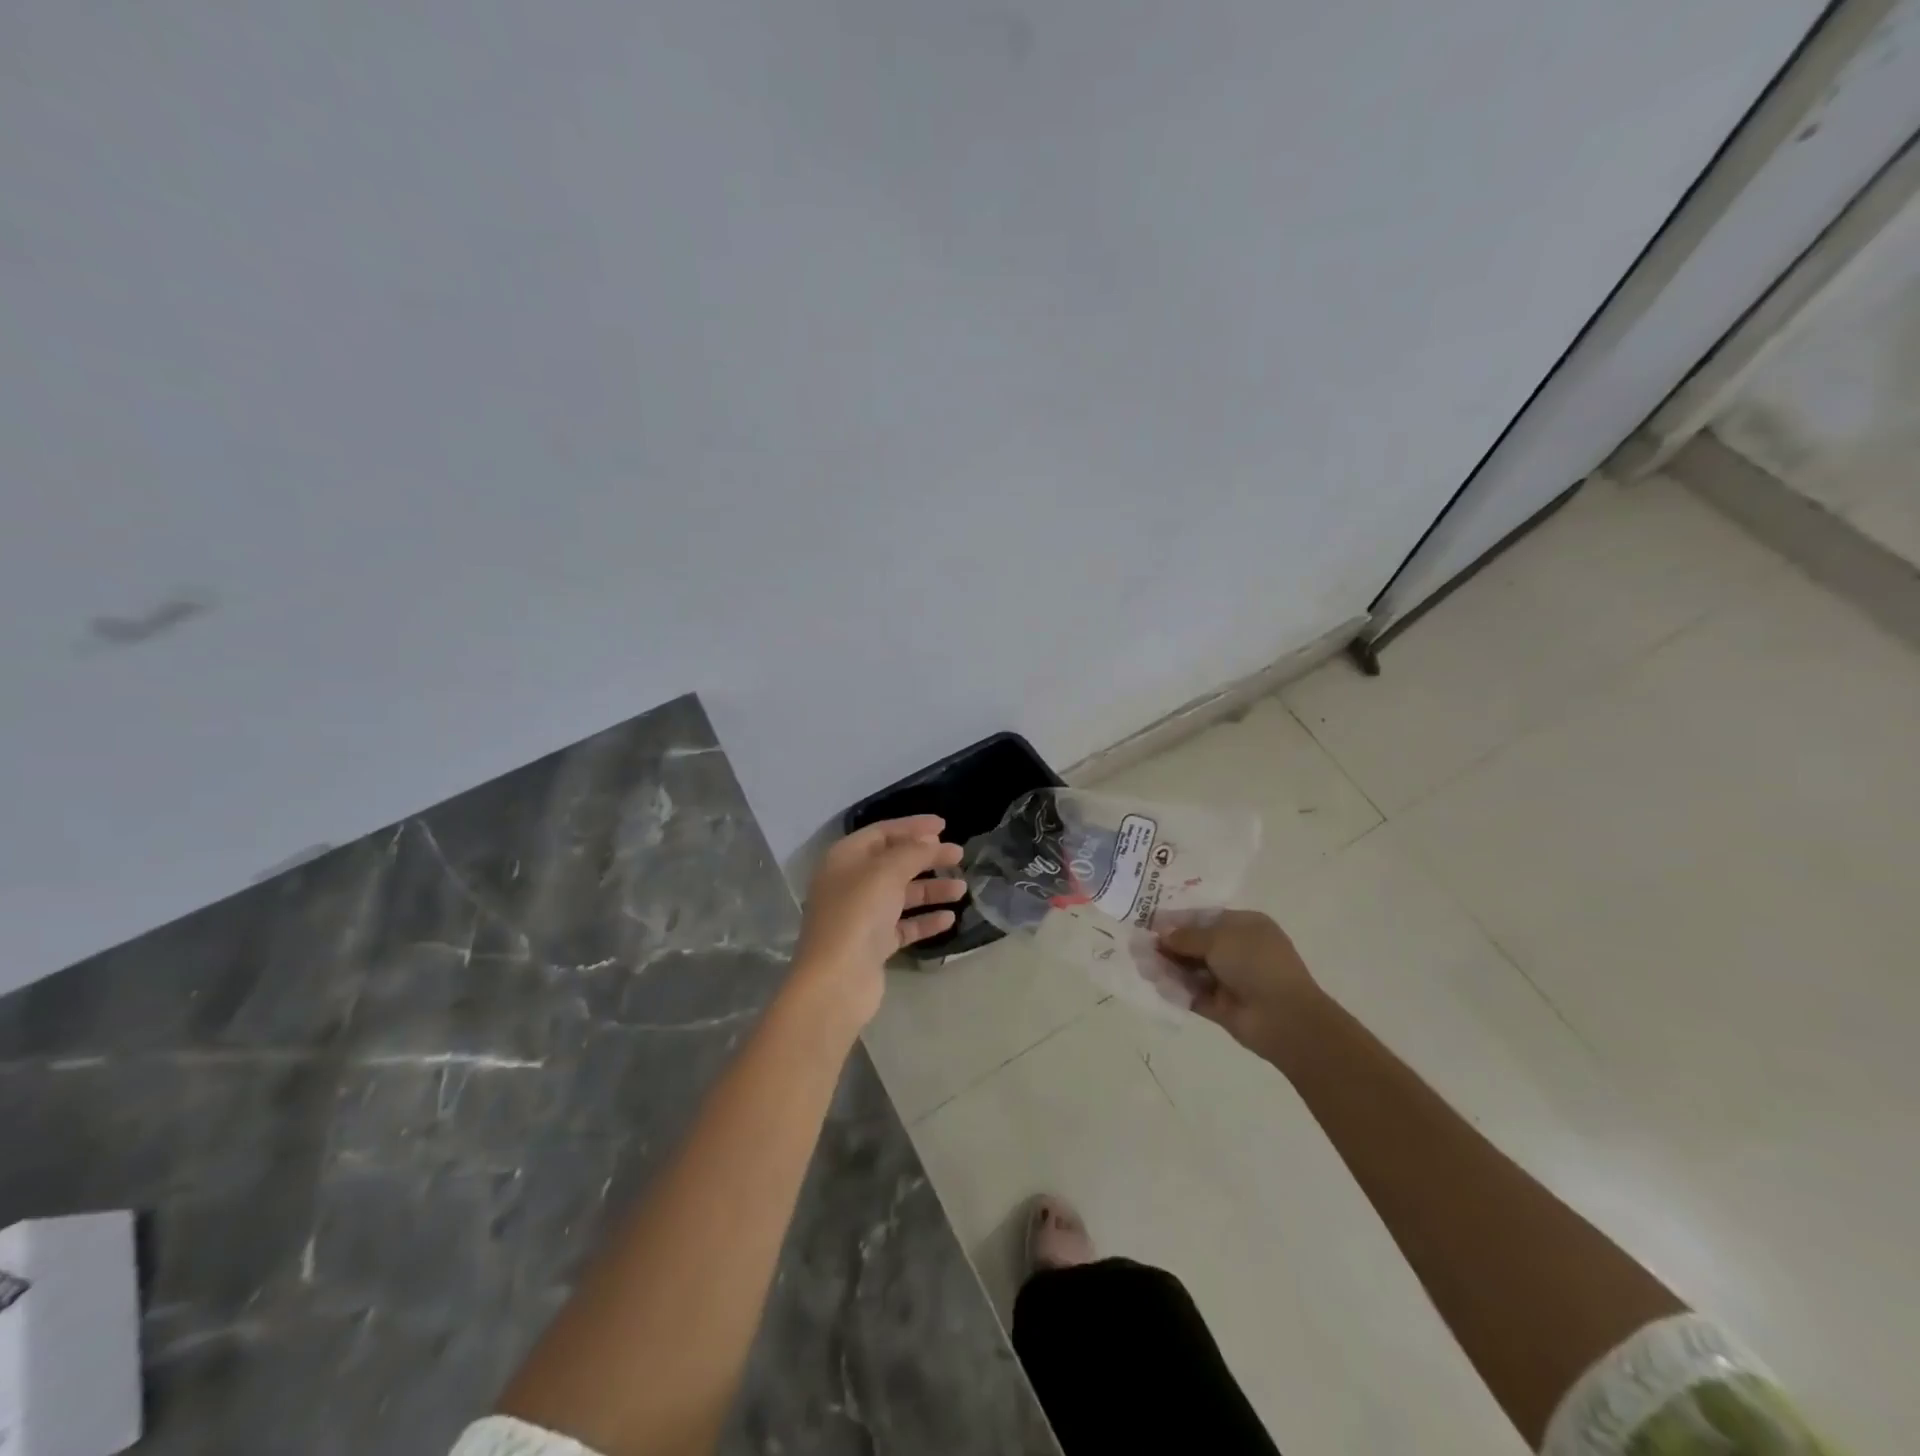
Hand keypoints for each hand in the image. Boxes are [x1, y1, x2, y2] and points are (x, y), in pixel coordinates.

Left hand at [791, 816, 965, 1028]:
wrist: (836, 981)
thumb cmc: (857, 915)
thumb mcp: (886, 872)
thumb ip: (912, 852)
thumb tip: (930, 842)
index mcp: (845, 859)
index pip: (882, 832)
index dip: (912, 827)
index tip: (944, 826)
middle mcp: (851, 883)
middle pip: (894, 863)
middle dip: (926, 858)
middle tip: (959, 855)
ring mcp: (861, 916)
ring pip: (902, 895)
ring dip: (931, 889)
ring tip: (962, 888)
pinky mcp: (874, 945)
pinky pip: (904, 925)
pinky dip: (925, 920)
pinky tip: (949, 918)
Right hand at [1157, 910, 1319, 1059]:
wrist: (1284, 1018)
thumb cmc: (1256, 964)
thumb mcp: (1219, 939)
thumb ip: (1186, 936)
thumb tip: (1161, 933)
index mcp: (1245, 926)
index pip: (1205, 918)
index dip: (1177, 919)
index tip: (1149, 922)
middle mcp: (1238, 950)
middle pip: (1196, 944)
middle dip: (1169, 944)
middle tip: (1140, 945)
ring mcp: (1230, 980)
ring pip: (1192, 969)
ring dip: (1169, 966)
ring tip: (1143, 964)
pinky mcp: (1221, 1006)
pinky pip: (1193, 993)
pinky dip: (1176, 989)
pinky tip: (1156, 984)